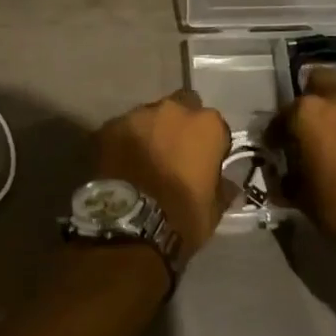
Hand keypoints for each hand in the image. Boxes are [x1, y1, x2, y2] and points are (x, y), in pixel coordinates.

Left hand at [93, 90, 233, 260]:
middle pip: (180, 109)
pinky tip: (120, 165)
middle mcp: (172, 110)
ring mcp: (137, 115)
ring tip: (142, 160)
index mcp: (206, 125)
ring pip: (148, 117)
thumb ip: (222, 187)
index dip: (209, 144)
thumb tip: (227, 183)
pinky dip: (123, 143)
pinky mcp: (108, 127)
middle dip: (177, 126)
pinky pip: (121, 130)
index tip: (203, 162)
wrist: (130, 225)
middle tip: (172, 154)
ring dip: (149, 133)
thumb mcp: (214, 209)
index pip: (214, 126)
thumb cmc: (182, 216)